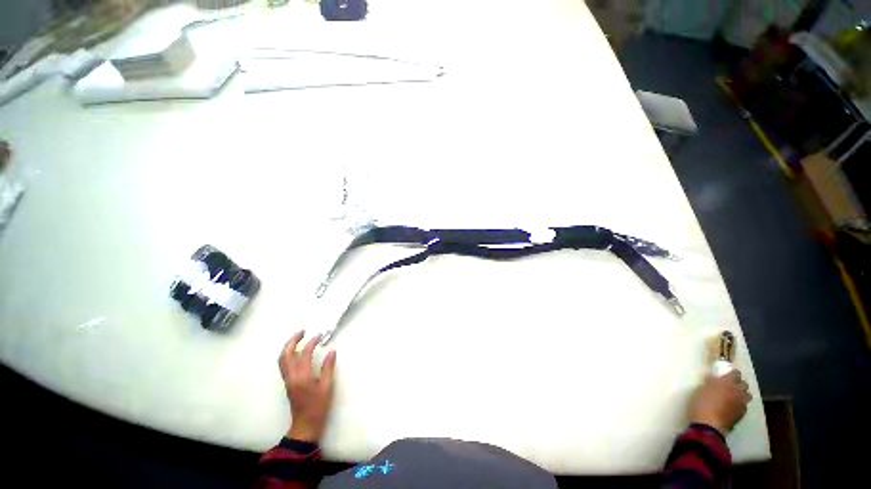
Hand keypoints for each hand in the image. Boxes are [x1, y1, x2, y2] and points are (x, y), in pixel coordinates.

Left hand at [278, 331, 336, 441]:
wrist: (305, 425)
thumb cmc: (318, 407)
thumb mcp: (327, 387)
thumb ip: (328, 368)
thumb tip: (332, 351)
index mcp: (302, 377)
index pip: (304, 354)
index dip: (311, 342)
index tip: (319, 335)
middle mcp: (291, 377)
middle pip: (285, 354)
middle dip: (293, 340)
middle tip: (303, 331)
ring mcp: (287, 380)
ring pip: (282, 359)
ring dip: (288, 346)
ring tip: (299, 337)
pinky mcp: (288, 383)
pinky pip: (284, 364)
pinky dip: (288, 354)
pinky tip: (297, 351)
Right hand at [689, 370, 750, 434]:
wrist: (709, 424)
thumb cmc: (702, 403)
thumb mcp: (701, 389)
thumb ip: (710, 382)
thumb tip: (713, 378)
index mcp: (728, 382)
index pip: (735, 373)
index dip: (731, 373)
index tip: (725, 374)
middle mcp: (738, 391)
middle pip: (744, 384)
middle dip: (738, 384)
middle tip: (729, 386)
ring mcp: (742, 403)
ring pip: (746, 395)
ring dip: (741, 394)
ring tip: (732, 396)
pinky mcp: (742, 414)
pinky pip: (743, 405)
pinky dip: (739, 404)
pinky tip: (731, 407)